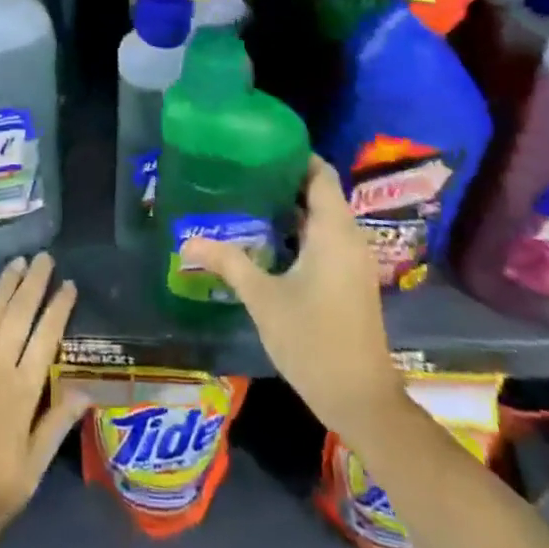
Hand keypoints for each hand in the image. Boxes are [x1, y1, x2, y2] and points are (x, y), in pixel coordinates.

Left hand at [0, 253, 88, 547]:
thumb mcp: (28, 474)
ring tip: (17, 262)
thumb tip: (86, 391)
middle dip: (33, 284)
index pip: (46, 338)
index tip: (68, 284)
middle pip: (18, 315)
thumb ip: (55, 428)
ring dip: (4, 285)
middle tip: (44, 257)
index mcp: (22, 392)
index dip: (58, 308)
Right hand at [181, 156, 407, 443]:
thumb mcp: (263, 298)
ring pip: (322, 218)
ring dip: (290, 207)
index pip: (320, 173)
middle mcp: (349, 238)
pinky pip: (326, 239)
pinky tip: (266, 239)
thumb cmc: (313, 340)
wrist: (361, 400)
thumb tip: (187, 241)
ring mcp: (353, 261)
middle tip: (242, 171)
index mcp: (334, 231)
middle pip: (320, 192)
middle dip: (284, 179)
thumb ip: (228, 262)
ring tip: (246, 198)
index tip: (258, 147)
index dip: (294, 155)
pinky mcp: (350, 280)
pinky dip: (299, 230)